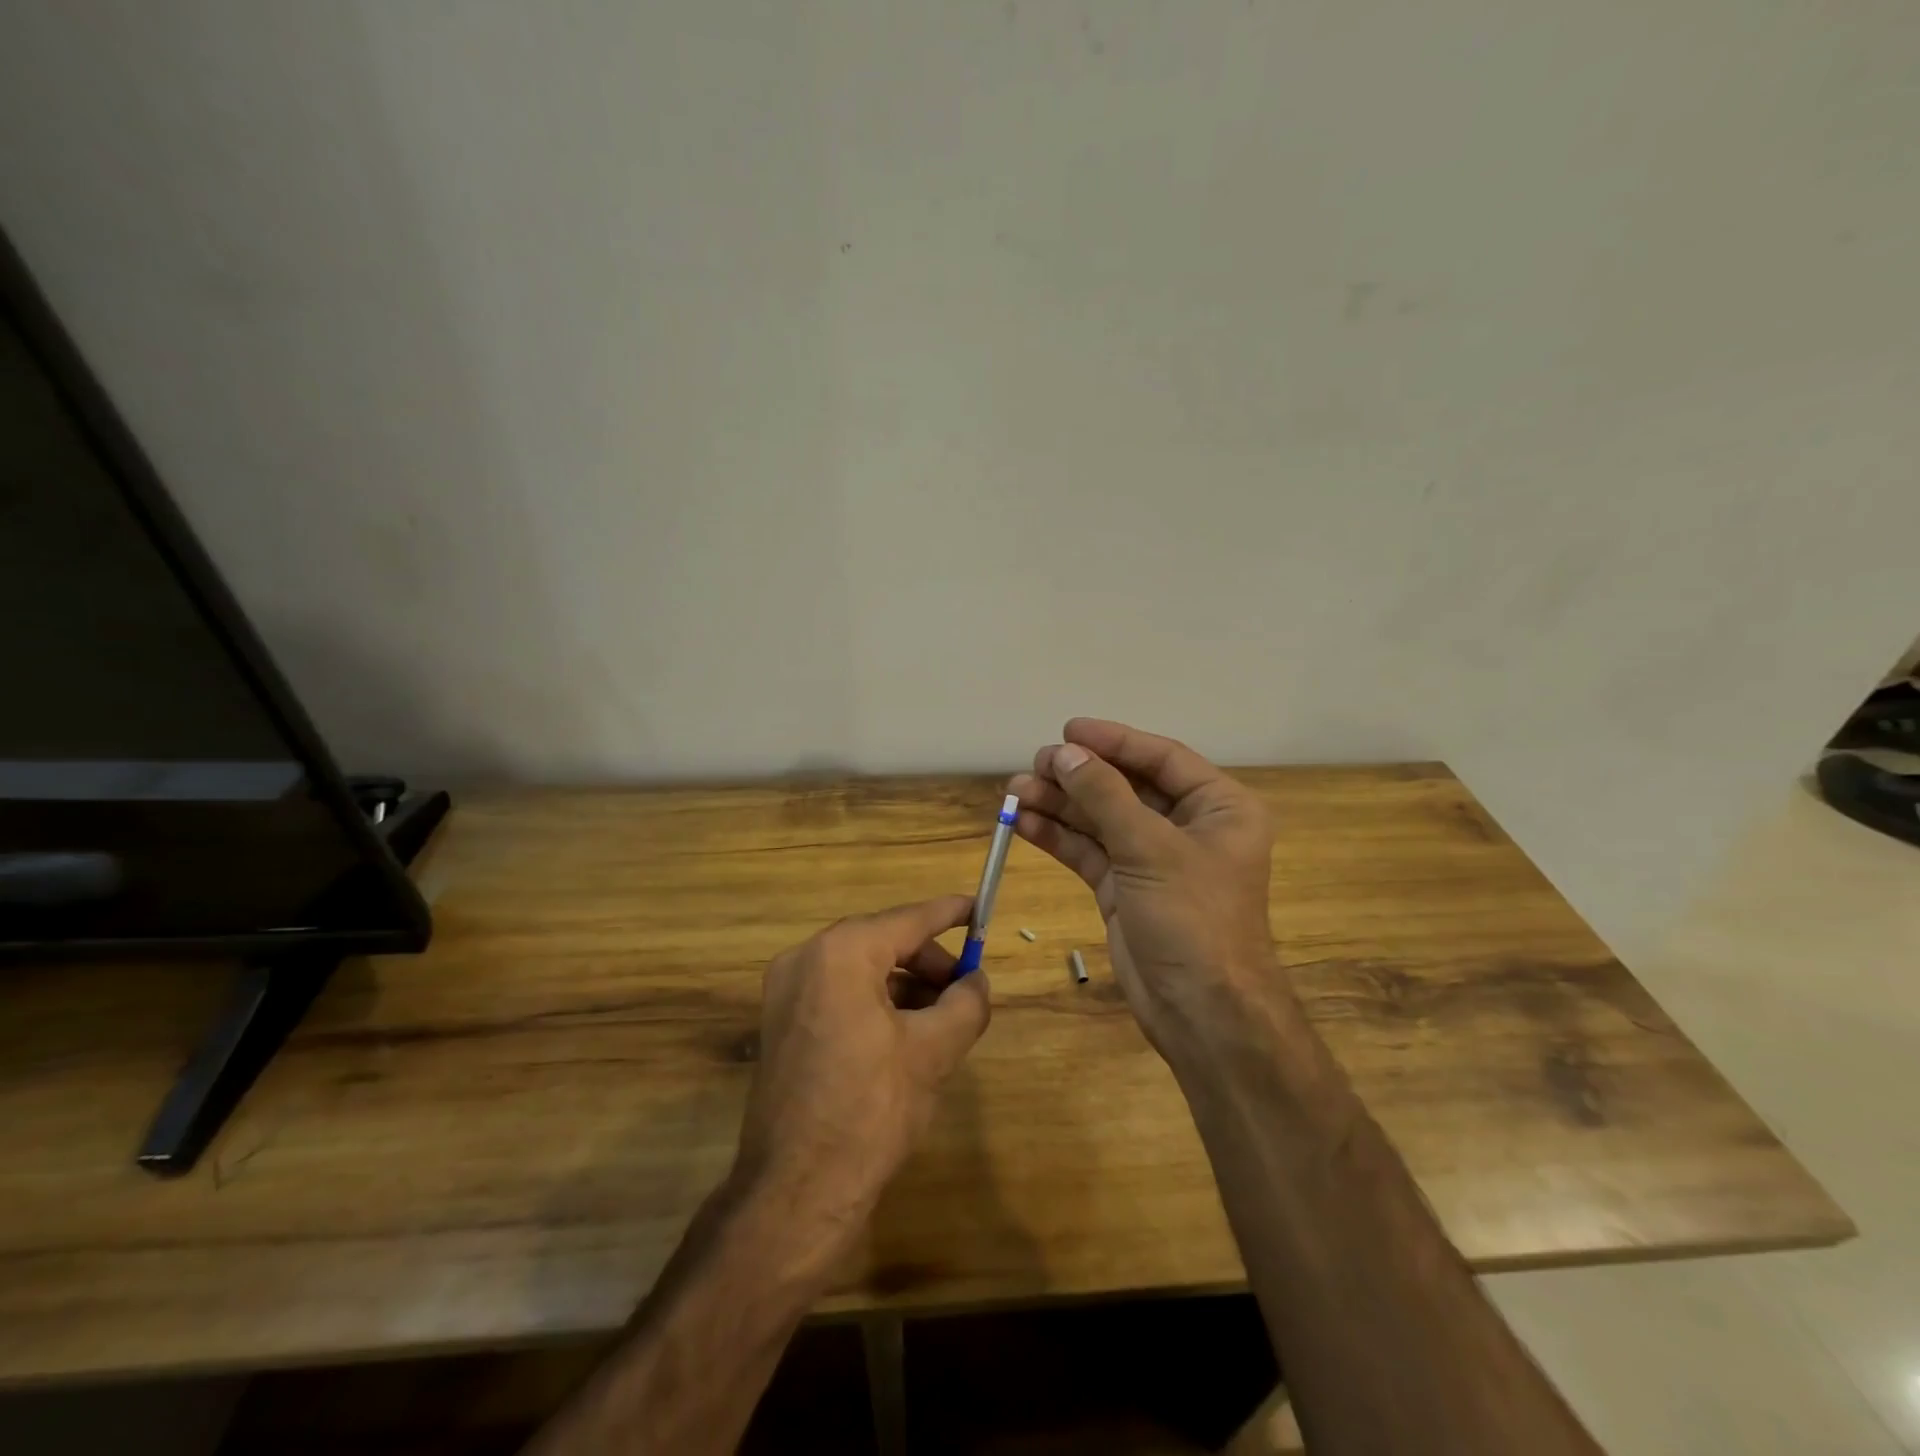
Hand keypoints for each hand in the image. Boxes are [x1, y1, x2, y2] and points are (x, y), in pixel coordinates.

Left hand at [734, 895, 990, 1246]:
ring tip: (942, 1017)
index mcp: (841, 953)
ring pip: (861, 968)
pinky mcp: (782, 1024)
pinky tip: (906, 1034)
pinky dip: (876, 1002)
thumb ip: (965, 1003)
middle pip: (883, 941)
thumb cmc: (870, 1110)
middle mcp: (806, 959)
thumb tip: (977, 981)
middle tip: (965, 988)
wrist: (795, 1194)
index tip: (979, 908)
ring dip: (905, 984)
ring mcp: (786, 992)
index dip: (949, 913)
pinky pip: (839, 993)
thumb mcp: (933, 1052)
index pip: (908, 919)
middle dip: (928, 961)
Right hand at [1009, 719, 1281, 1059]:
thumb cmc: (1193, 919)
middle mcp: (1188, 827)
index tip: (1068, 731)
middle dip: (1079, 776)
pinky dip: (1058, 837)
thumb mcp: (1150, 848)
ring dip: (1060, 805)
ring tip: (1015, 791)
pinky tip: (1024, 823)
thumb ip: (1105, 796)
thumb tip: (1066, 754)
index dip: (1114, 741)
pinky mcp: (1125, 889)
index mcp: (1218, 807)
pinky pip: (1089, 852)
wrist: (1202, 1012)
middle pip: (1126, 787)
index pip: (1161, 758)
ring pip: (1101, 819)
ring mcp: (1153, 860)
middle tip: (1034, 764)